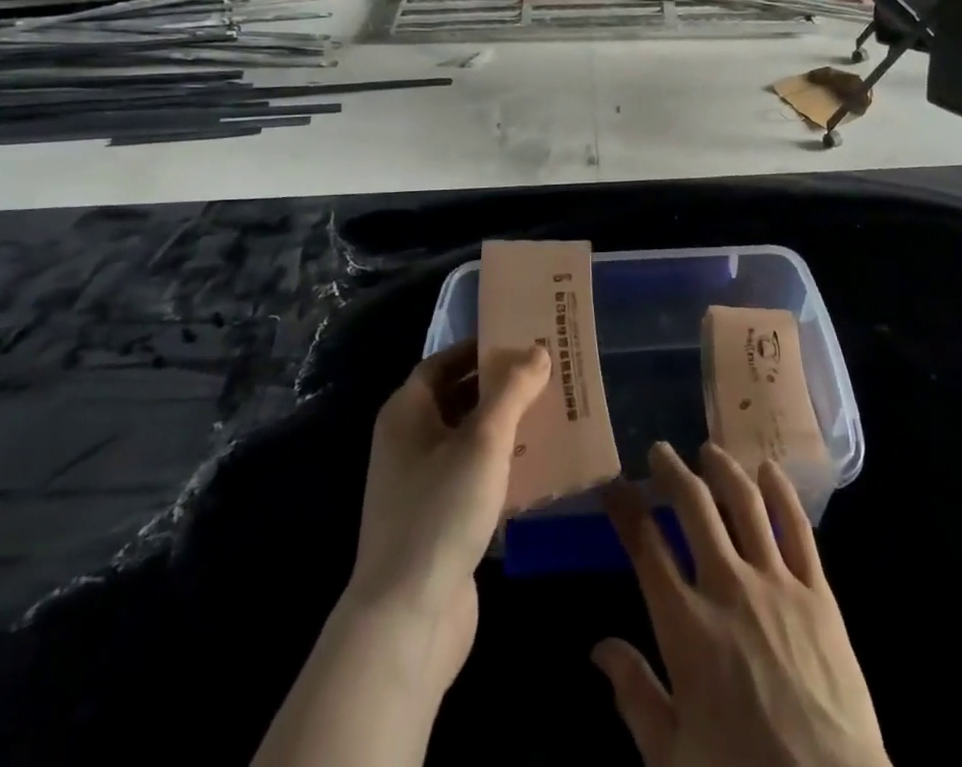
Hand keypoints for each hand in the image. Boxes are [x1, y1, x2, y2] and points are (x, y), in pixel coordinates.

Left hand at [253, 342, 548, 766]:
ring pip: (471, 440)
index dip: (479, 349)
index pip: (443, 363)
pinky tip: (542, 465)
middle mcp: (409, 443)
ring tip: (554, 412)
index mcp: (407, 414)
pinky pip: (476, 477)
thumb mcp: (484, 440)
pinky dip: (505, 466)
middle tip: (548, 373)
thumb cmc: (441, 511)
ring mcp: (423, 486)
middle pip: (459, 399)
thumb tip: (538, 350)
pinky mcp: (441, 522)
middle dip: (501, 386)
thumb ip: (512, 390)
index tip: (522, 340)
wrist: (407, 620)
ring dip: (508, 426)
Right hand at [594, 442, 888, 766]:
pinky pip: (797, 527)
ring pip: (744, 503)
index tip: (614, 485)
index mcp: (686, 626)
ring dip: (723, 469)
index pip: (647, 547)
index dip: (626, 509)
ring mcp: (776, 582)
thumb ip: (635, 696)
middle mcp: (727, 587)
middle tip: (660, 451)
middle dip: (672, 472)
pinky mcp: (817, 590)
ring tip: (709, 450)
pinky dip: (781, 492)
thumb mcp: (671, 758)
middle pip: (694, 507)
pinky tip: (769, 469)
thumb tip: (599, 648)